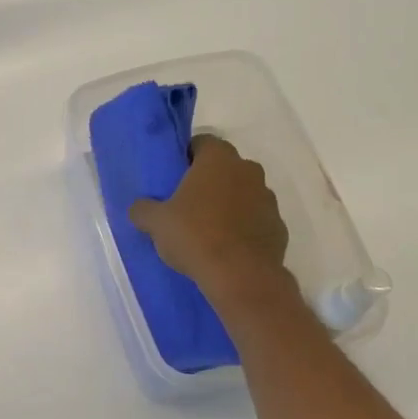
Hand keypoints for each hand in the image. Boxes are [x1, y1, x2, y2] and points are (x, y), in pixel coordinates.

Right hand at [129, 135, 291, 302]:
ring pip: (243, 193)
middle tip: (186, 202)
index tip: (174, 176)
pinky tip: (227, 247)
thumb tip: (139, 208)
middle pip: (225, 167)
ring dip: (228, 203)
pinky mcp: (278, 226)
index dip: (187, 156)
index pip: (202, 142)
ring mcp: (268, 198)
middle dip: (208, 180)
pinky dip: (244, 227)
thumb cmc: (195, 236)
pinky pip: (256, 219)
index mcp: (218, 160)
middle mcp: (248, 170)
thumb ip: (143, 209)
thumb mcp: (156, 223)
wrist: (240, 276)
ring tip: (207, 228)